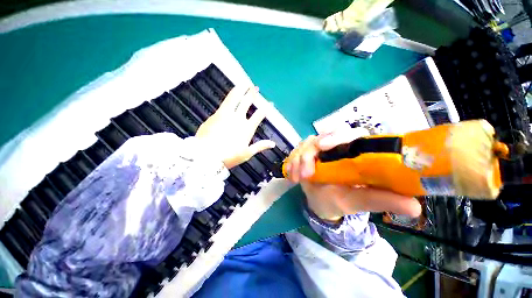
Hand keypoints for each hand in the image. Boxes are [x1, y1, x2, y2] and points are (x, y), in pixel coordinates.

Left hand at [196, 85, 275, 168]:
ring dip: (240, 89)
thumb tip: (273, 144)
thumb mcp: (247, 153)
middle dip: (252, 94)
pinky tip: (231, 96)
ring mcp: (226, 115)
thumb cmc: (229, 156)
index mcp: (247, 128)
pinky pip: (225, 103)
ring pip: (234, 98)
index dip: (266, 108)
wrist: (206, 156)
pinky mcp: (215, 115)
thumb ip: (260, 146)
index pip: (259, 115)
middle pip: (247, 102)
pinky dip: (230, 97)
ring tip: (244, 83)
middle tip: (255, 87)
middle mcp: (238, 118)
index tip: (270, 103)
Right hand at [285, 128, 421, 220]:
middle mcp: (336, 146)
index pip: (350, 133)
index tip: (323, 146)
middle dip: (310, 152)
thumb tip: (415, 207)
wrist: (320, 202)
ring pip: (306, 144)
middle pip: (322, 135)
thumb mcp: (359, 201)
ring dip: (299, 160)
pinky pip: (296, 151)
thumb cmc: (341, 200)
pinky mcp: (305, 153)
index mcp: (354, 152)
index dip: (337, 136)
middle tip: (306, 172)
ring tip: (298, 179)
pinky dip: (292, 162)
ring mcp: (318, 149)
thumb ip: (381, 201)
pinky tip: (292, 175)